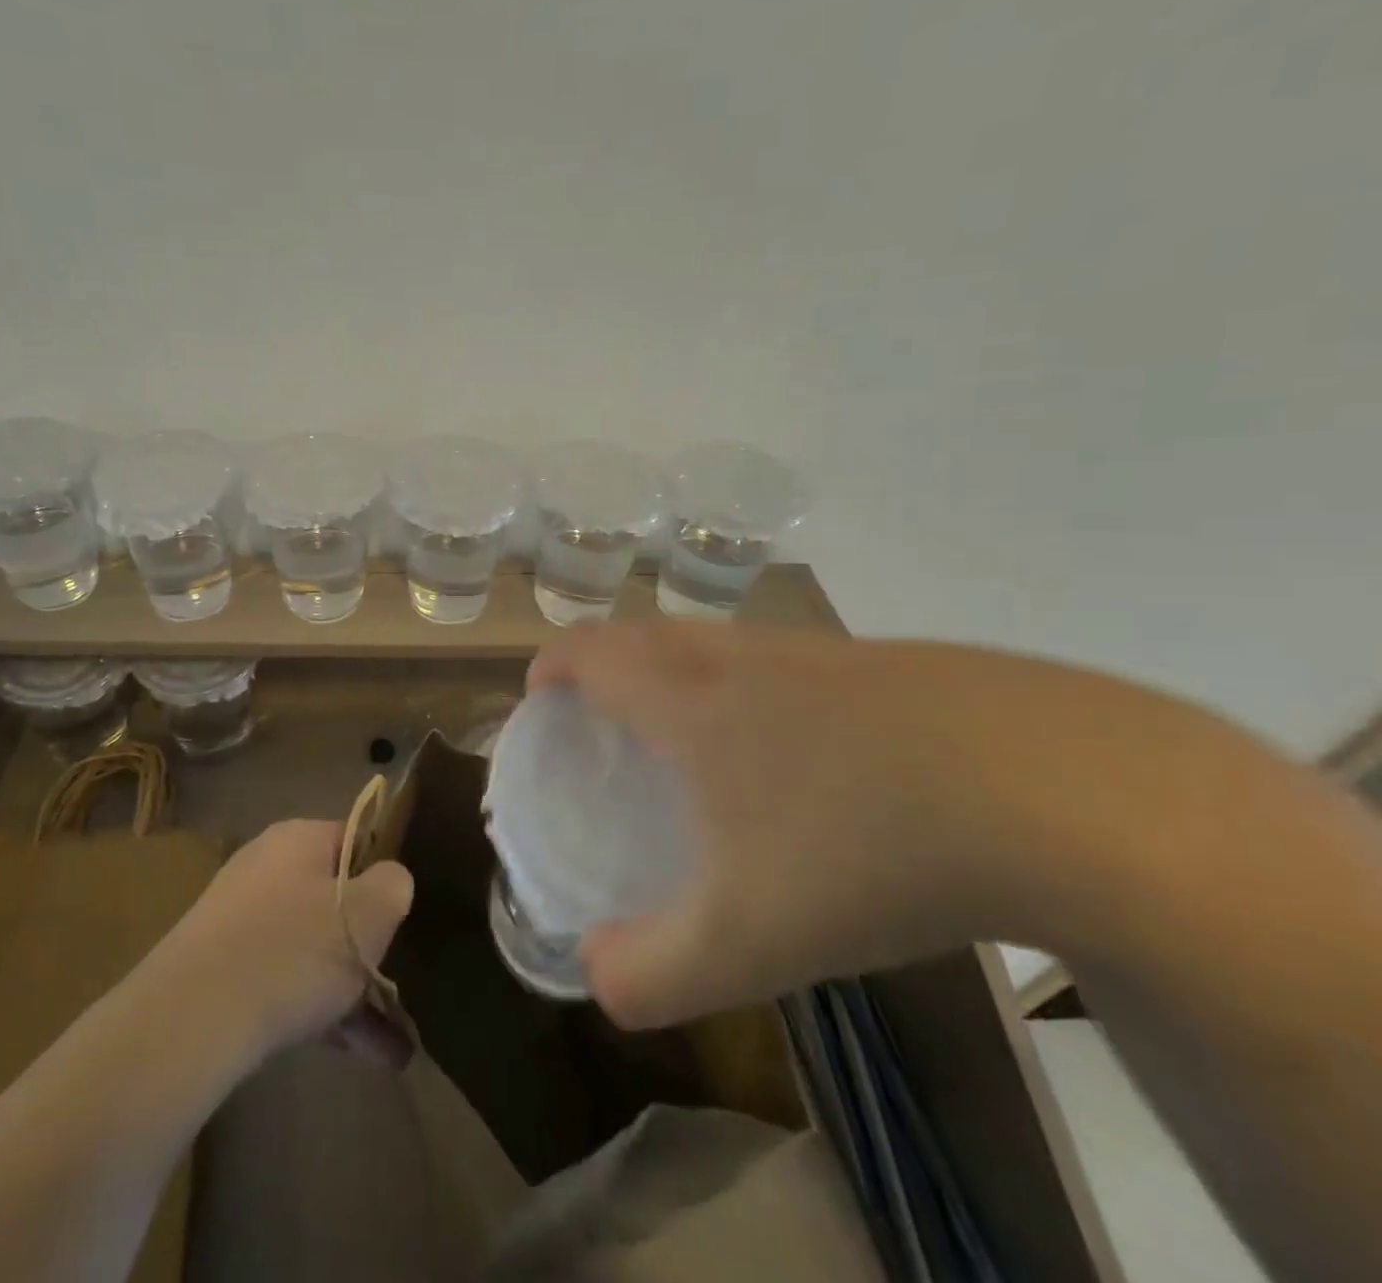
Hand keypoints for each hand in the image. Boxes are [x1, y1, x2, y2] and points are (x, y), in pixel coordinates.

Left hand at [159, 819, 413, 1058]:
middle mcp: (267, 866)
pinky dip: (320, 1010)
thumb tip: (391, 880)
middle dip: (370, 944)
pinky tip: (359, 1053)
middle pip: (334, 896)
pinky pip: (285, 978)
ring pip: (312, 946)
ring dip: (353, 989)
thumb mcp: (369, 913)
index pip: (356, 839)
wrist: (192, 1019)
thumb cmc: (295, 950)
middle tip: (399, 980)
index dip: (386, 873)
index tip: (405, 914)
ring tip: (394, 1046)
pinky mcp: (221, 967)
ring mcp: (240, 918)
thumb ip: (394, 885)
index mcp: (299, 838)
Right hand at [528, 622, 1047, 1028]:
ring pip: (723, 642)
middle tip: (606, 718)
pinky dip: (763, 689)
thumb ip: (650, 971)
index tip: (541, 700)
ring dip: (685, 670)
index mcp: (689, 698)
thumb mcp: (745, 940)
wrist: (1067, 792)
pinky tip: (814, 757)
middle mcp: (743, 657)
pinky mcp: (894, 664)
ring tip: (697, 738)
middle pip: (648, 632)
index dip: (551, 668)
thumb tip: (597, 977)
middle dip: (608, 661)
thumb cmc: (864, 850)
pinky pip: (793, 663)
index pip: (589, 652)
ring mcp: (823, 652)